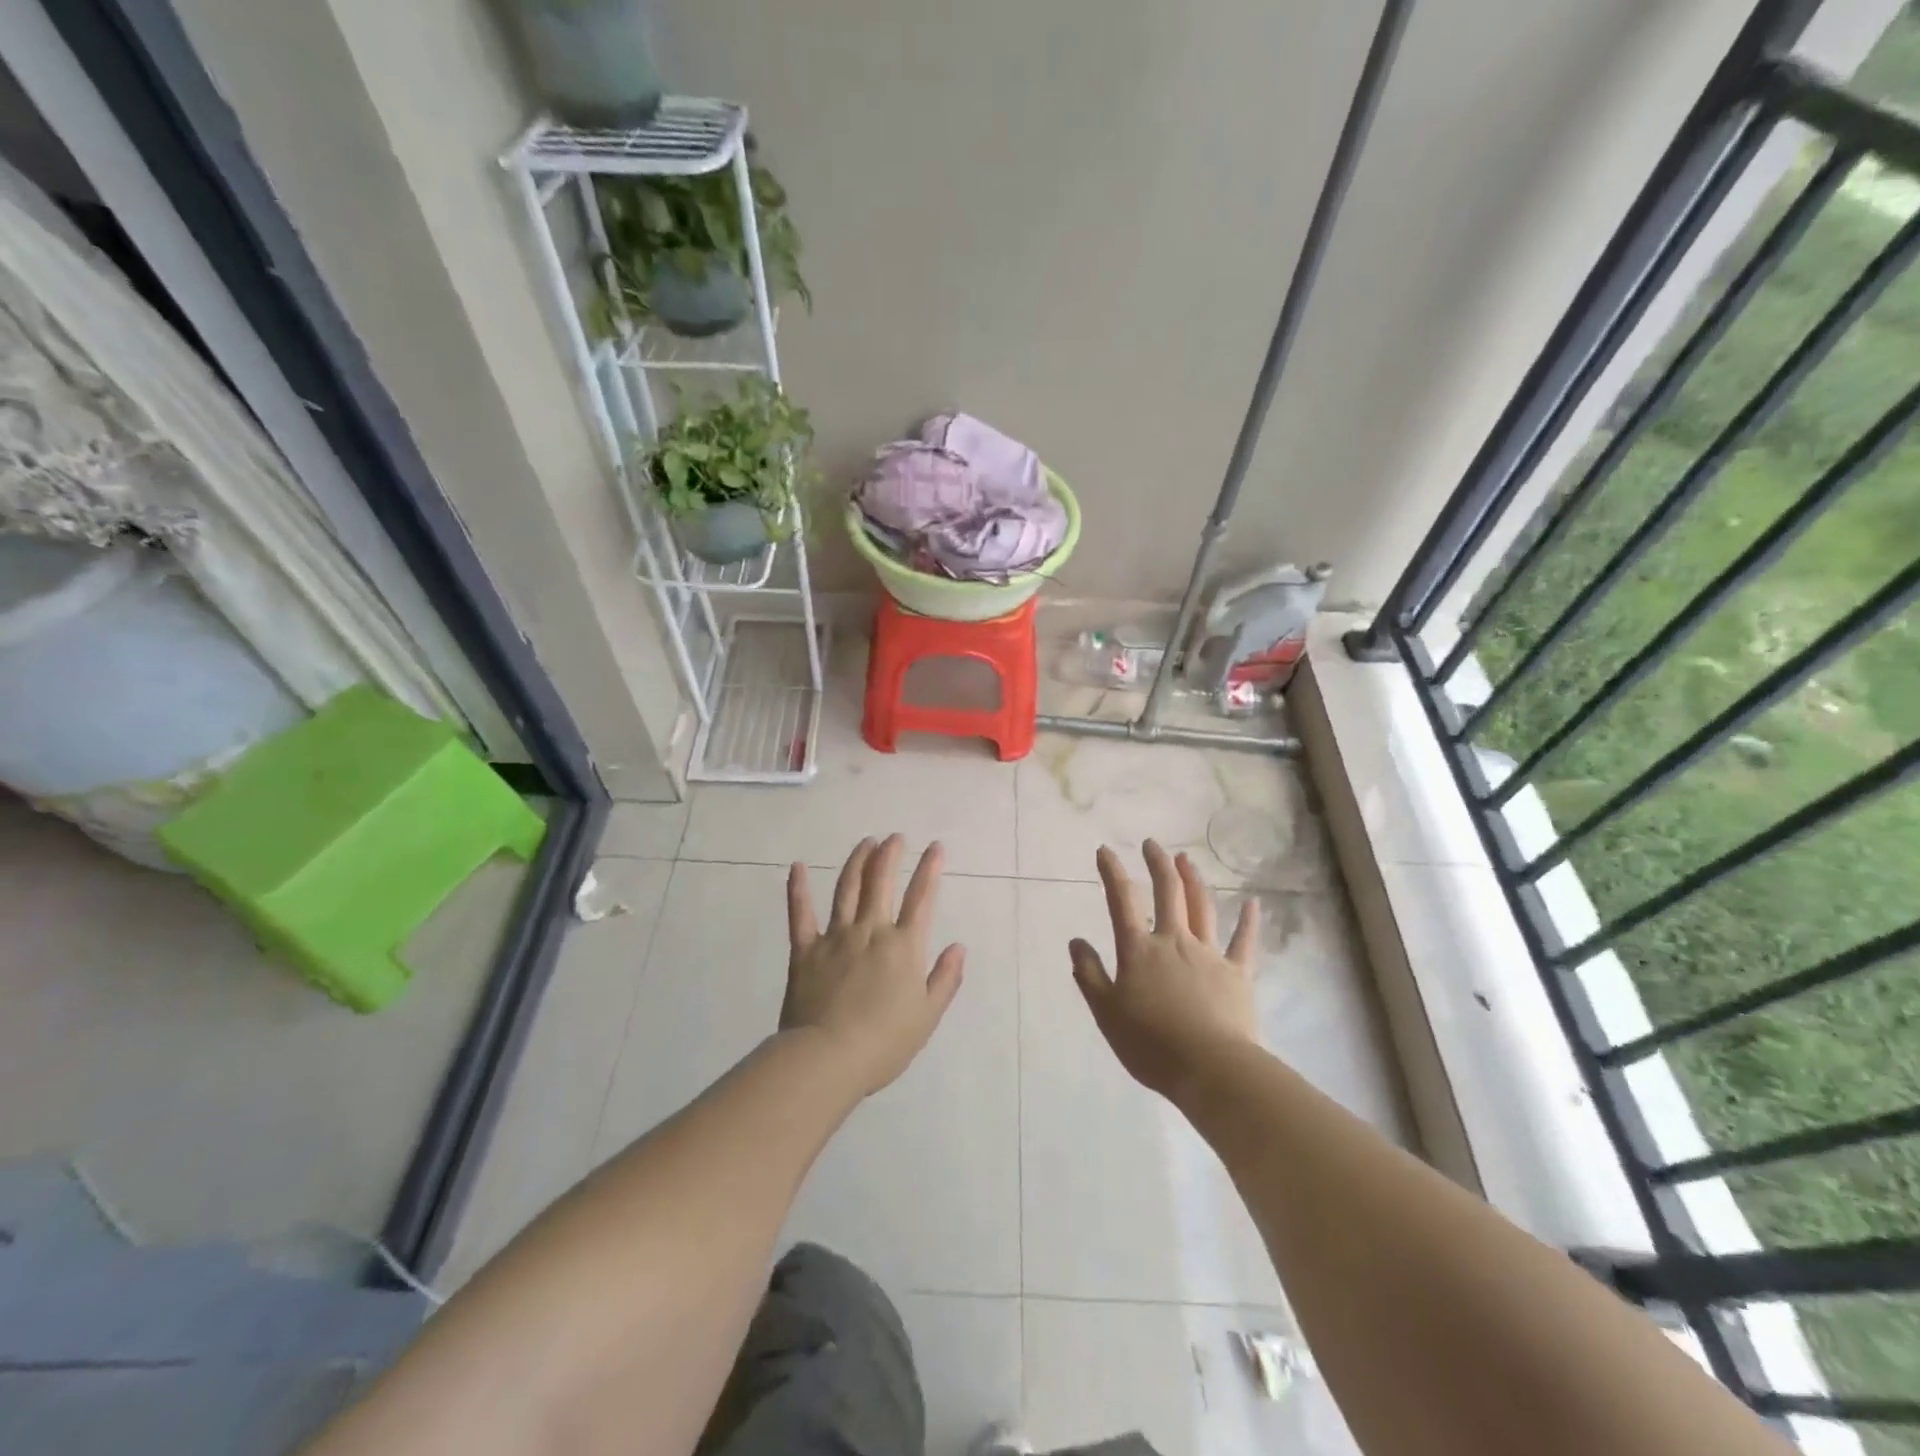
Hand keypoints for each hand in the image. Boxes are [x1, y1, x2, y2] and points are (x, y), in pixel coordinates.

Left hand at [781, 835, 965, 1097]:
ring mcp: (836, 937)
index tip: (935, 847)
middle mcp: (871, 931)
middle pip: (881, 882)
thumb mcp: (927, 1016)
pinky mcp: (805, 950)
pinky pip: (801, 913)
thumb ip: (945, 979)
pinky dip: (798, 888)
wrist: (828, 1057)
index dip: (930, 869)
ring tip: (866, 842)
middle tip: (895, 837)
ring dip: (857, 862)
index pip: (921, 898)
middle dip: (890, 855)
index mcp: (903, 946)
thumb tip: (958, 947)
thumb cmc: (884, 1043)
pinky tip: (798, 867)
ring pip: (847, 889)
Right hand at [1070, 840, 1260, 1102]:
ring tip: (1185, 859)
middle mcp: (1174, 941)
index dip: (1112, 872)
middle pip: (1166, 893)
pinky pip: (1244, 942)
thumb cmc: (1151, 1044)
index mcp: (1139, 950)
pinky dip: (1249, 921)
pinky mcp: (1238, 974)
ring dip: (1193, 879)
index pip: (1121, 901)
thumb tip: (1076, 941)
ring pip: (1201, 907)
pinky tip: (1254, 903)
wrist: (1211, 1069)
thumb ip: (1089, 974)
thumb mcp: (1106, 1012)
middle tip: (1151, 844)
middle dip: (1157, 864)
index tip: (1105, 850)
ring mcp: (1209, 955)